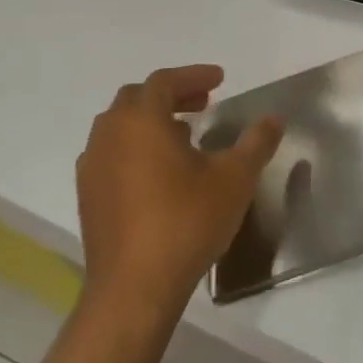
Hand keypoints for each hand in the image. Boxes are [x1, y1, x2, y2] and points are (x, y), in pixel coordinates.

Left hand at [76, 66, 282, 321]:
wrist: (134, 288)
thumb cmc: (186, 222)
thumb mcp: (234, 179)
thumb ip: (256, 143)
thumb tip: (274, 119)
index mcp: (141, 120)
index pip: (165, 80)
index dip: (194, 75)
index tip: (220, 79)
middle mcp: (110, 133)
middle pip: (138, 98)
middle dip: (172, 94)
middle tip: (203, 103)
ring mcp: (93, 165)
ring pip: (120, 125)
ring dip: (151, 121)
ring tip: (183, 136)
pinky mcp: (87, 194)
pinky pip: (111, 153)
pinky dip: (134, 147)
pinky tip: (157, 172)